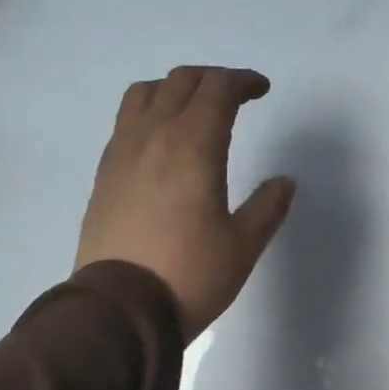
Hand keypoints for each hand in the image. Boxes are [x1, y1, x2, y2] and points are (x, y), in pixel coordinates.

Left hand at [77, 67, 295, 340]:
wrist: (119, 310)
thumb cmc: (190, 275)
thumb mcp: (243, 246)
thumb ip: (267, 207)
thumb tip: (284, 182)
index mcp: (193, 146)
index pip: (217, 90)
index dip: (243, 81)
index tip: (262, 90)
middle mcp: (153, 136)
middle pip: (181, 82)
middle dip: (213, 79)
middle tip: (236, 96)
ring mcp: (121, 153)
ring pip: (144, 94)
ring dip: (174, 89)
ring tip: (193, 110)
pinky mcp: (104, 175)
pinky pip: (126, 122)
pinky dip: (149, 114)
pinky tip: (162, 143)